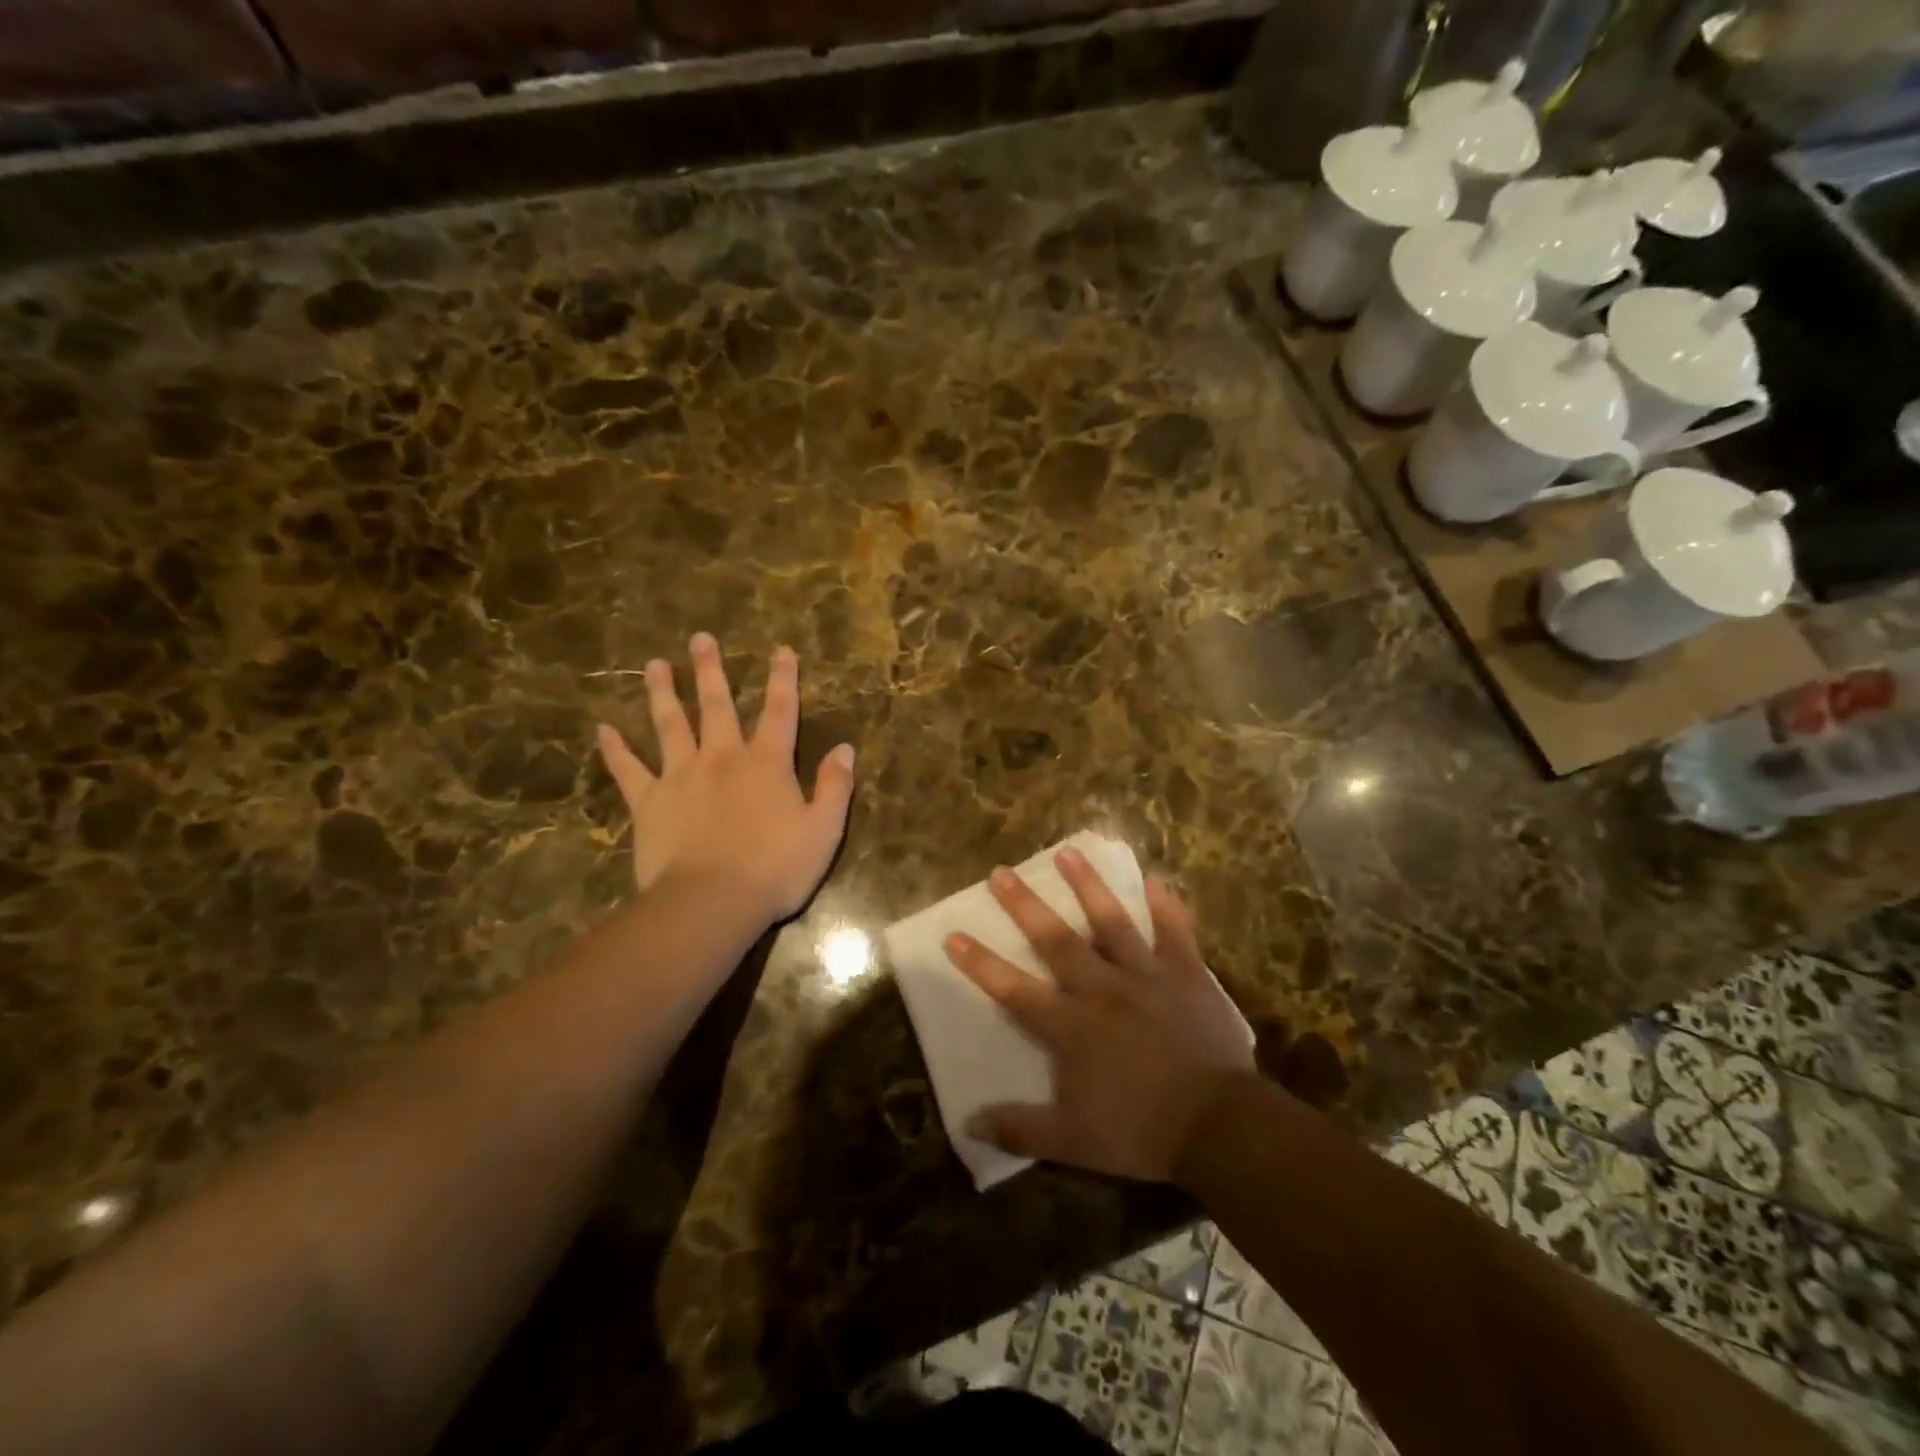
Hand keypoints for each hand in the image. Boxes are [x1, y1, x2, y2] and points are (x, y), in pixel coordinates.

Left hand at [597, 633, 855, 926]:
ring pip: (670, 724)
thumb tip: (845, 749)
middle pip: (716, 706)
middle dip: (711, 671)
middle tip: (700, 638)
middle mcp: (722, 758)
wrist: (713, 901)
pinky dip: (616, 750)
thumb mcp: (824, 830)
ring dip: (663, 693)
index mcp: (767, 763)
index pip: (780, 711)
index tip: (781, 649)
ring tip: (655, 664)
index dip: (783, 679)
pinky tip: (603, 729)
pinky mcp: (649, 802)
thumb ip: (835, 787)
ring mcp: (681, 776)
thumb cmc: (775, 868)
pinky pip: (629, 770)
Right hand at [944, 849, 1254, 1182]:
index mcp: (1072, 1026)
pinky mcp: (1186, 974)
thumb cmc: (1141, 1131)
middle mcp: (1102, 989)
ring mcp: (1146, 976)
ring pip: (1111, 921)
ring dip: (1088, 886)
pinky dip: (1166, 905)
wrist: (1219, 1126)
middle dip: (1025, 906)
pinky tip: (1156, 878)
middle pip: (1057, 940)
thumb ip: (1021, 1129)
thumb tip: (970, 1124)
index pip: (1015, 989)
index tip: (954, 935)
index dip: (981, 963)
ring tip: (1068, 852)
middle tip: (1002, 872)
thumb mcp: (1074, 1141)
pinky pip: (1175, 932)